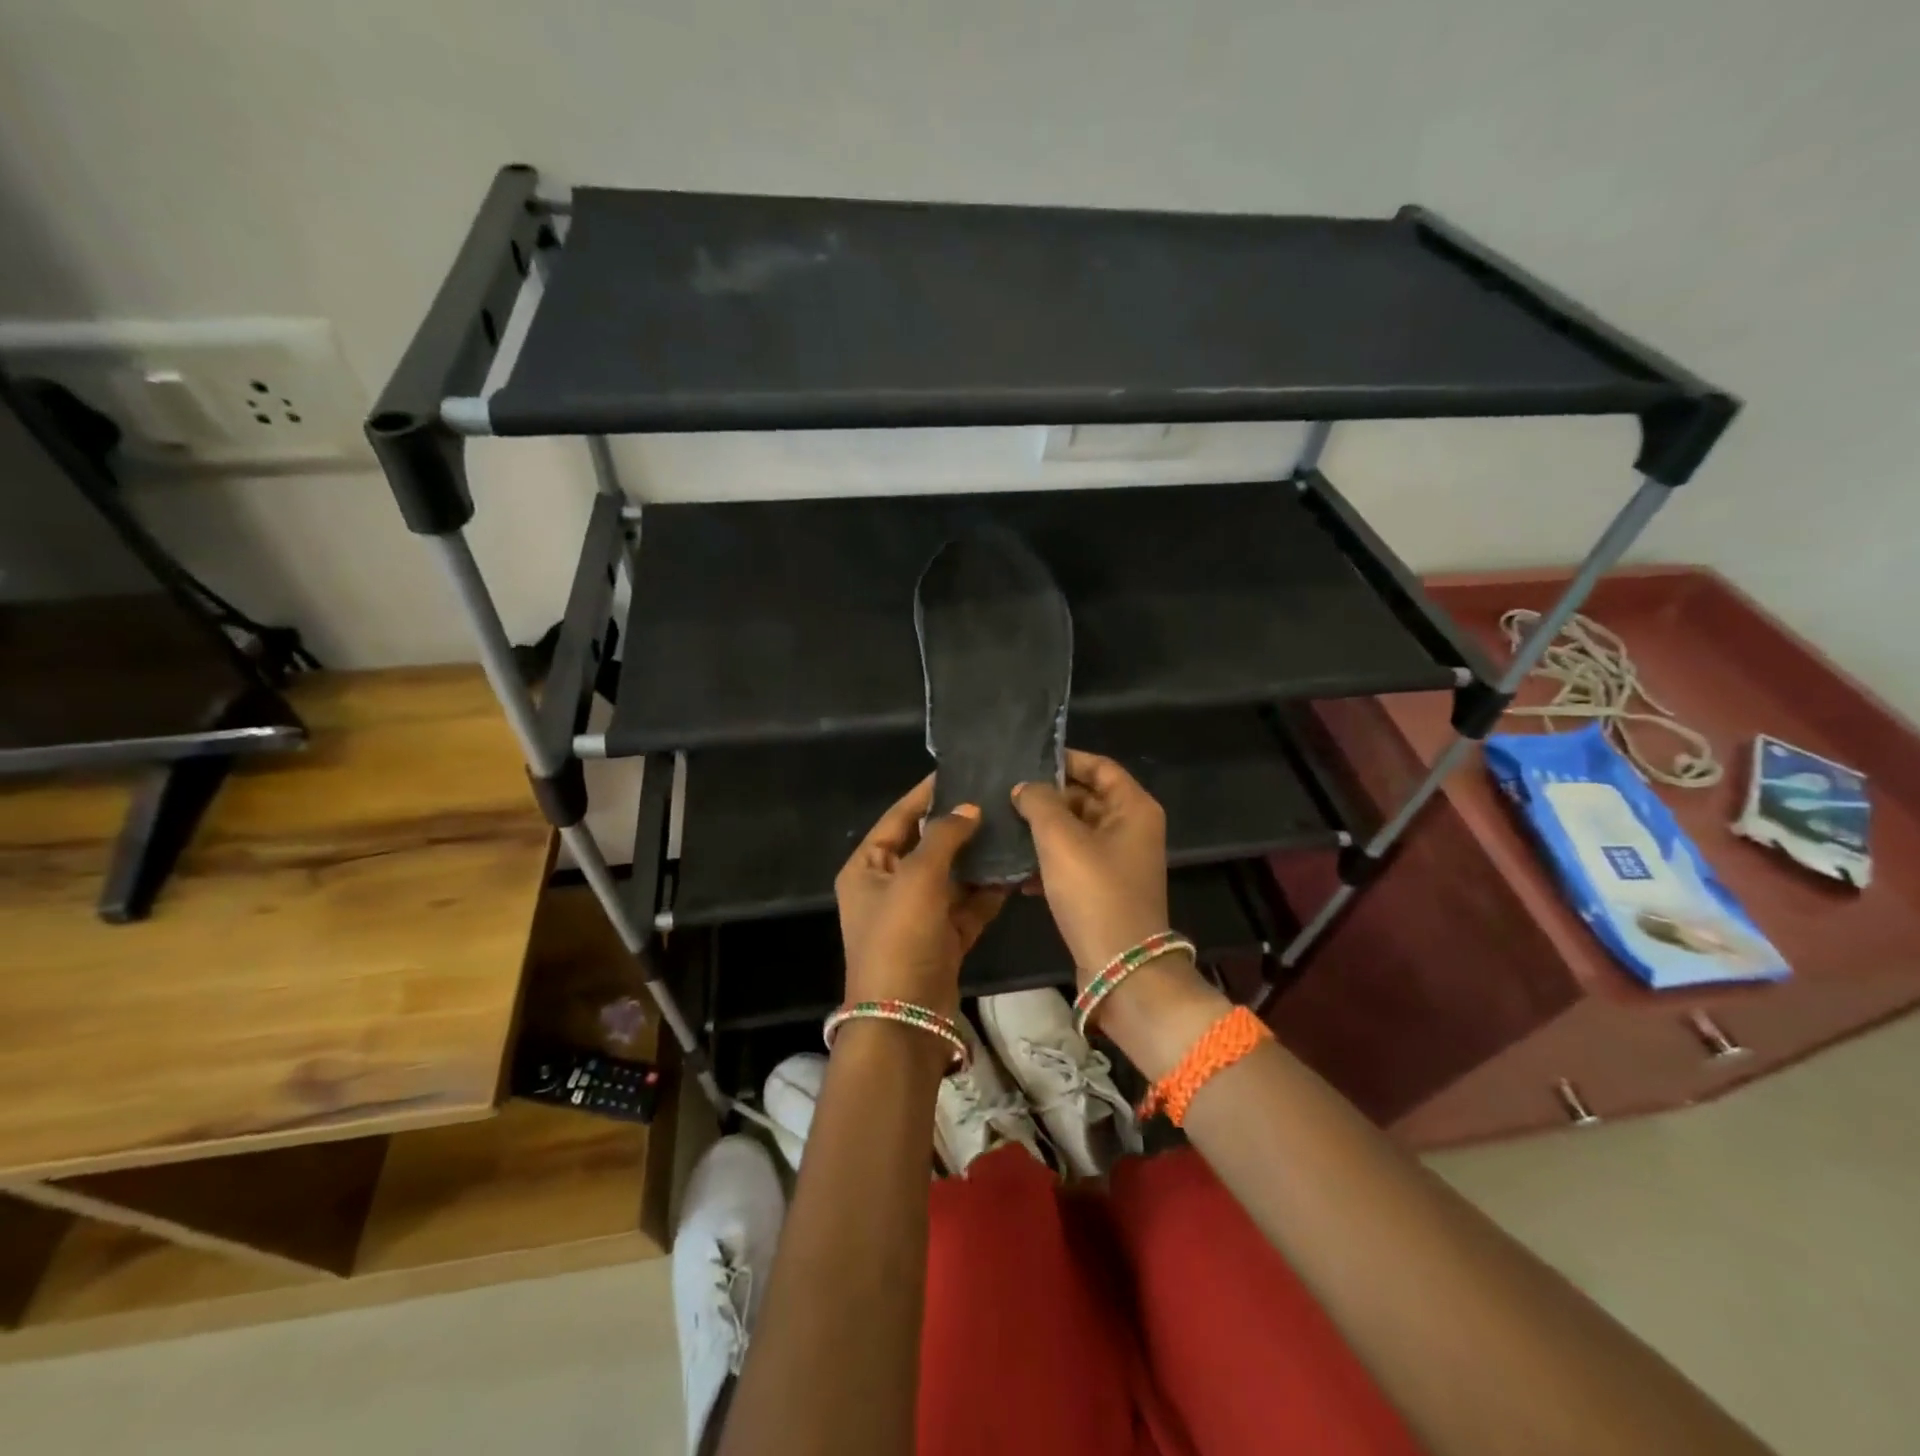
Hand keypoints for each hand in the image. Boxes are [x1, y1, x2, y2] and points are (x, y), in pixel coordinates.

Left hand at [836, 776, 1008, 1017]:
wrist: (904, 1019)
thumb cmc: (899, 937)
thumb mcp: (917, 877)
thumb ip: (944, 836)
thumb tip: (968, 808)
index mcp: (868, 867)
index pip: (898, 818)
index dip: (926, 794)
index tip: (959, 770)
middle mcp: (890, 886)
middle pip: (928, 845)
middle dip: (960, 825)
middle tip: (996, 797)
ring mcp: (918, 914)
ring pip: (952, 875)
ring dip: (979, 858)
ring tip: (1013, 827)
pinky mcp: (943, 937)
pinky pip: (967, 905)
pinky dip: (988, 891)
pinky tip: (1016, 870)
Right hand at [1013, 750, 1227, 1078]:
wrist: (1119, 968)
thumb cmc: (1095, 893)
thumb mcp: (1061, 839)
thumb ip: (1040, 803)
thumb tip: (1025, 787)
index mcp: (1133, 808)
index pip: (1099, 766)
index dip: (1065, 759)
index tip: (1026, 760)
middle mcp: (1130, 829)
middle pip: (1085, 797)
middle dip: (1047, 797)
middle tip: (1003, 794)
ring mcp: (1117, 861)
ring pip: (1074, 831)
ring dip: (1041, 830)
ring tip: (1002, 826)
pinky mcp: (1102, 889)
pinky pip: (1071, 861)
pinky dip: (1046, 861)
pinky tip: (1014, 869)